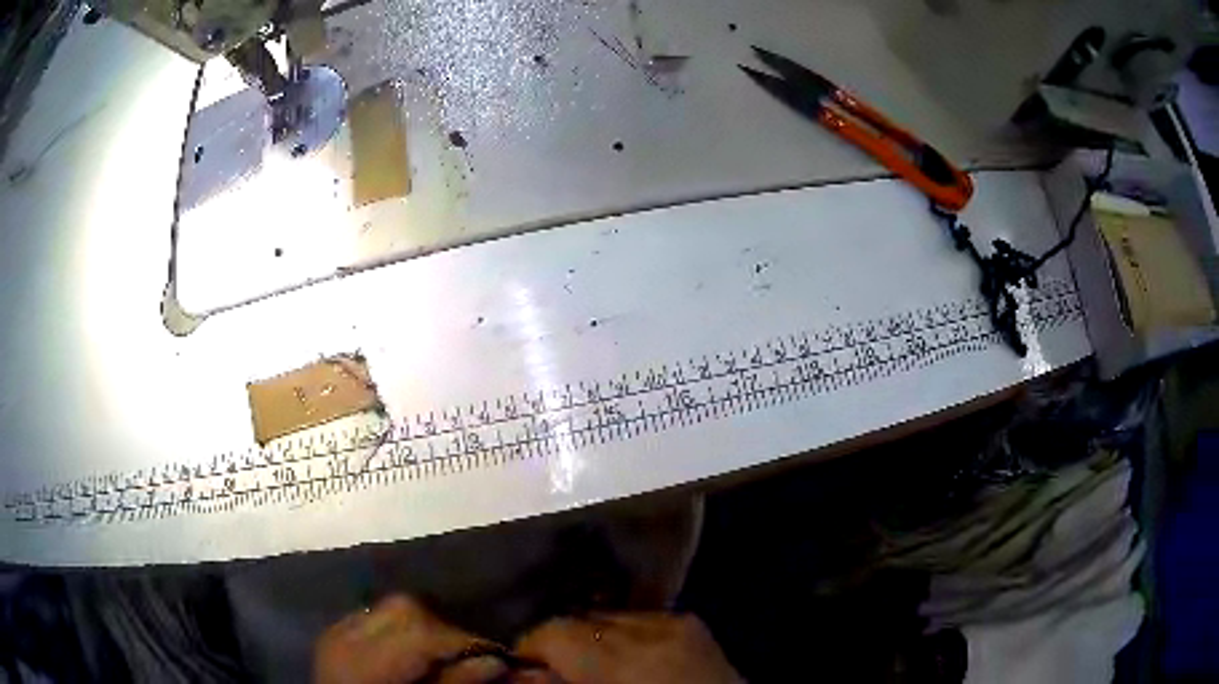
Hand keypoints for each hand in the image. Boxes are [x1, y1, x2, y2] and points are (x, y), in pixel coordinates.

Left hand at [314, 594, 506, 683]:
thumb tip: (495, 662)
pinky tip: (411, 651)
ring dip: (423, 625)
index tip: (496, 655)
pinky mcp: (334, 635)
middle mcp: (344, 636)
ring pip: (387, 606)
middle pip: (402, 607)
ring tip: (442, 653)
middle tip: (469, 654)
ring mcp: (335, 632)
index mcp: (363, 661)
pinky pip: (373, 617)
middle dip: (443, 627)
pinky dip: (399, 628)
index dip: (462, 640)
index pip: (418, 629)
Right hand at [514, 613, 741, 683]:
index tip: (525, 667)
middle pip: (580, 619)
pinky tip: (630, 659)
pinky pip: (641, 617)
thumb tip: (519, 671)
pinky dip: (625, 634)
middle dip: (562, 643)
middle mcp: (651, 630)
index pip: (555, 631)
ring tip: (596, 666)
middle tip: (557, 670)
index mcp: (623, 662)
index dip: (530, 648)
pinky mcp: (692, 622)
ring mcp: (677, 621)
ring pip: (609, 615)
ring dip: (593, 636)